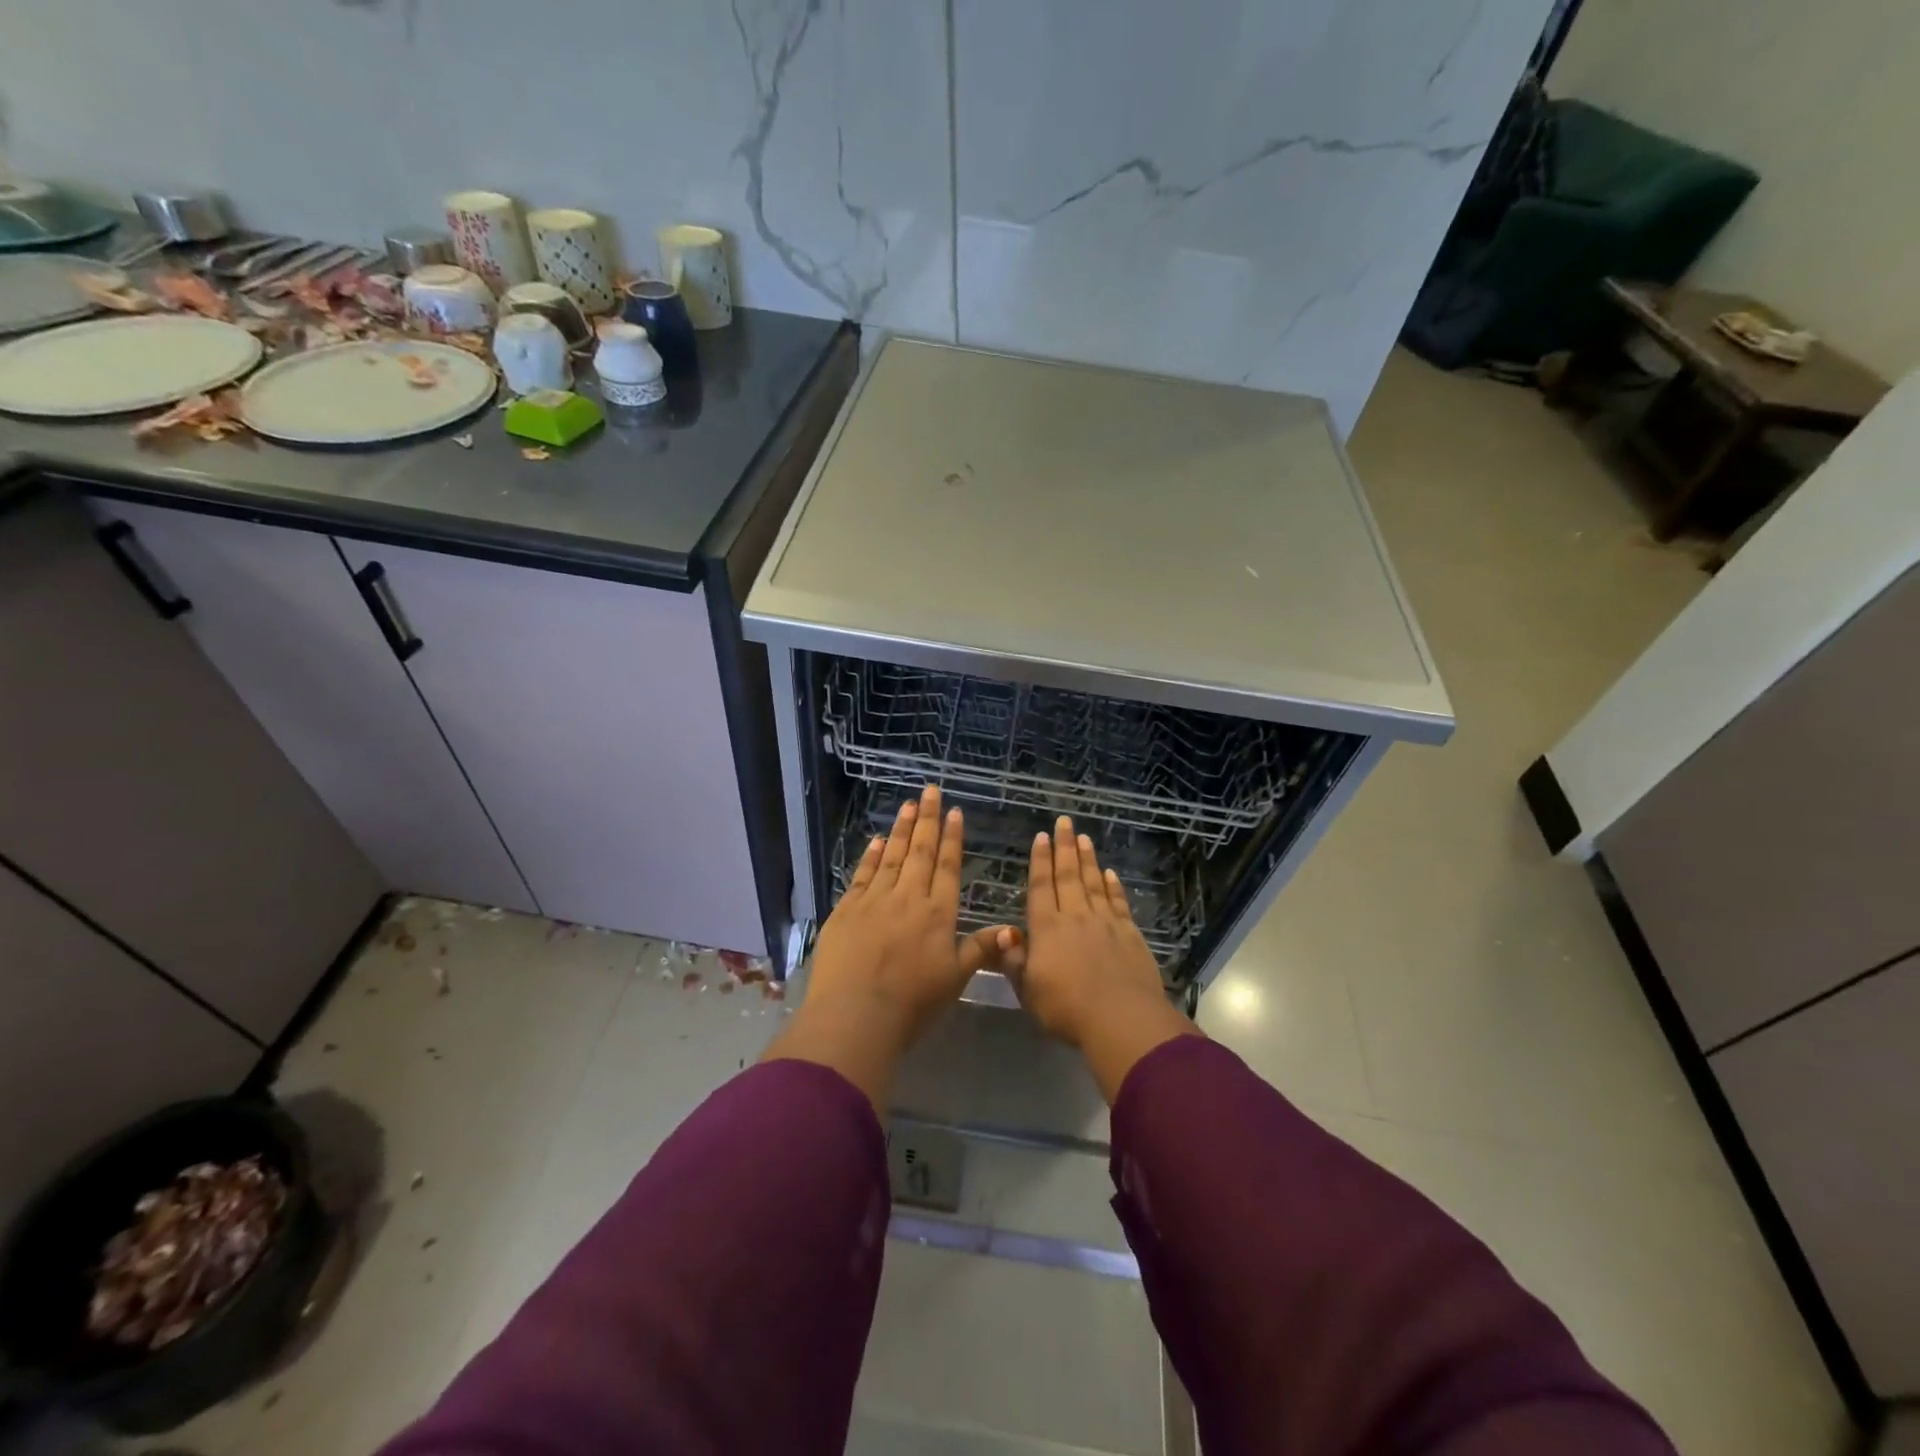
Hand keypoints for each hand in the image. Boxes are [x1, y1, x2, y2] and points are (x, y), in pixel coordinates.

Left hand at [764, 785, 1017, 1108]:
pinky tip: (877, 839)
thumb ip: (980, 950)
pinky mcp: (847, 909)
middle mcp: (909, 898)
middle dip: (927, 819)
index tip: (953, 812)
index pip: (947, 867)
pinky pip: (862, 874)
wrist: (855, 1015)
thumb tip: (1013, 929)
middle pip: (920, 852)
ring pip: (892, 856)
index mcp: (938, 914)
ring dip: (901, 829)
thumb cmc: (912, 1004)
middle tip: (930, 790)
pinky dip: (871, 855)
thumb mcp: (955, 980)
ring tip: (908, 804)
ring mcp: (875, 900)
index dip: (951, 838)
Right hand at [1008, 816, 1198, 1101]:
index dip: (1040, 860)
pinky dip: (1113, 886)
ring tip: (1084, 837)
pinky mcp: (1129, 934)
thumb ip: (1014, 961)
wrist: (1120, 1019)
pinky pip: (1118, 902)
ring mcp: (1105, 922)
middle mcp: (1075, 917)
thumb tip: (1003, 933)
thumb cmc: (1066, 1008)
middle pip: (1068, 875)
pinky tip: (1111, 874)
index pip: (1041, 886)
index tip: (1042, 836)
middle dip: (1065, 847)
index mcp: (1047, 928)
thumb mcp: (1028, 991)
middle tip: (1065, 821)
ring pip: (1094, 883)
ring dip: (1088, 859)